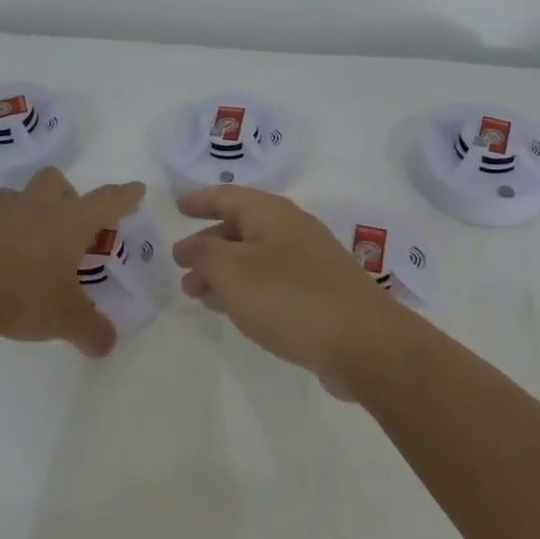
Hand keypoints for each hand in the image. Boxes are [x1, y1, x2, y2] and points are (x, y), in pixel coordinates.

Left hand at [0, 168, 145, 356]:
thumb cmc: (21, 293)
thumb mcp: (65, 319)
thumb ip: (91, 331)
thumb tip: (107, 344)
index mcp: (69, 222)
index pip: (106, 201)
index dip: (124, 196)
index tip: (136, 189)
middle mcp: (36, 209)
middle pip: (54, 181)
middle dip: (67, 194)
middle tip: (70, 226)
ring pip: (17, 195)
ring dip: (27, 208)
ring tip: (31, 240)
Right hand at [172, 186, 407, 395]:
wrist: (361, 342)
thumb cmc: (288, 296)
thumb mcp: (232, 270)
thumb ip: (203, 254)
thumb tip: (190, 247)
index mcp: (272, 214)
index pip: (228, 196)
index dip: (201, 201)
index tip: (178, 208)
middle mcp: (292, 230)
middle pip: (241, 228)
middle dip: (208, 244)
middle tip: (180, 265)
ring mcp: (309, 263)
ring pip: (254, 258)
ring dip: (223, 271)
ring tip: (195, 293)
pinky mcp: (319, 295)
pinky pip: (271, 282)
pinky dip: (245, 290)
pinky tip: (233, 310)